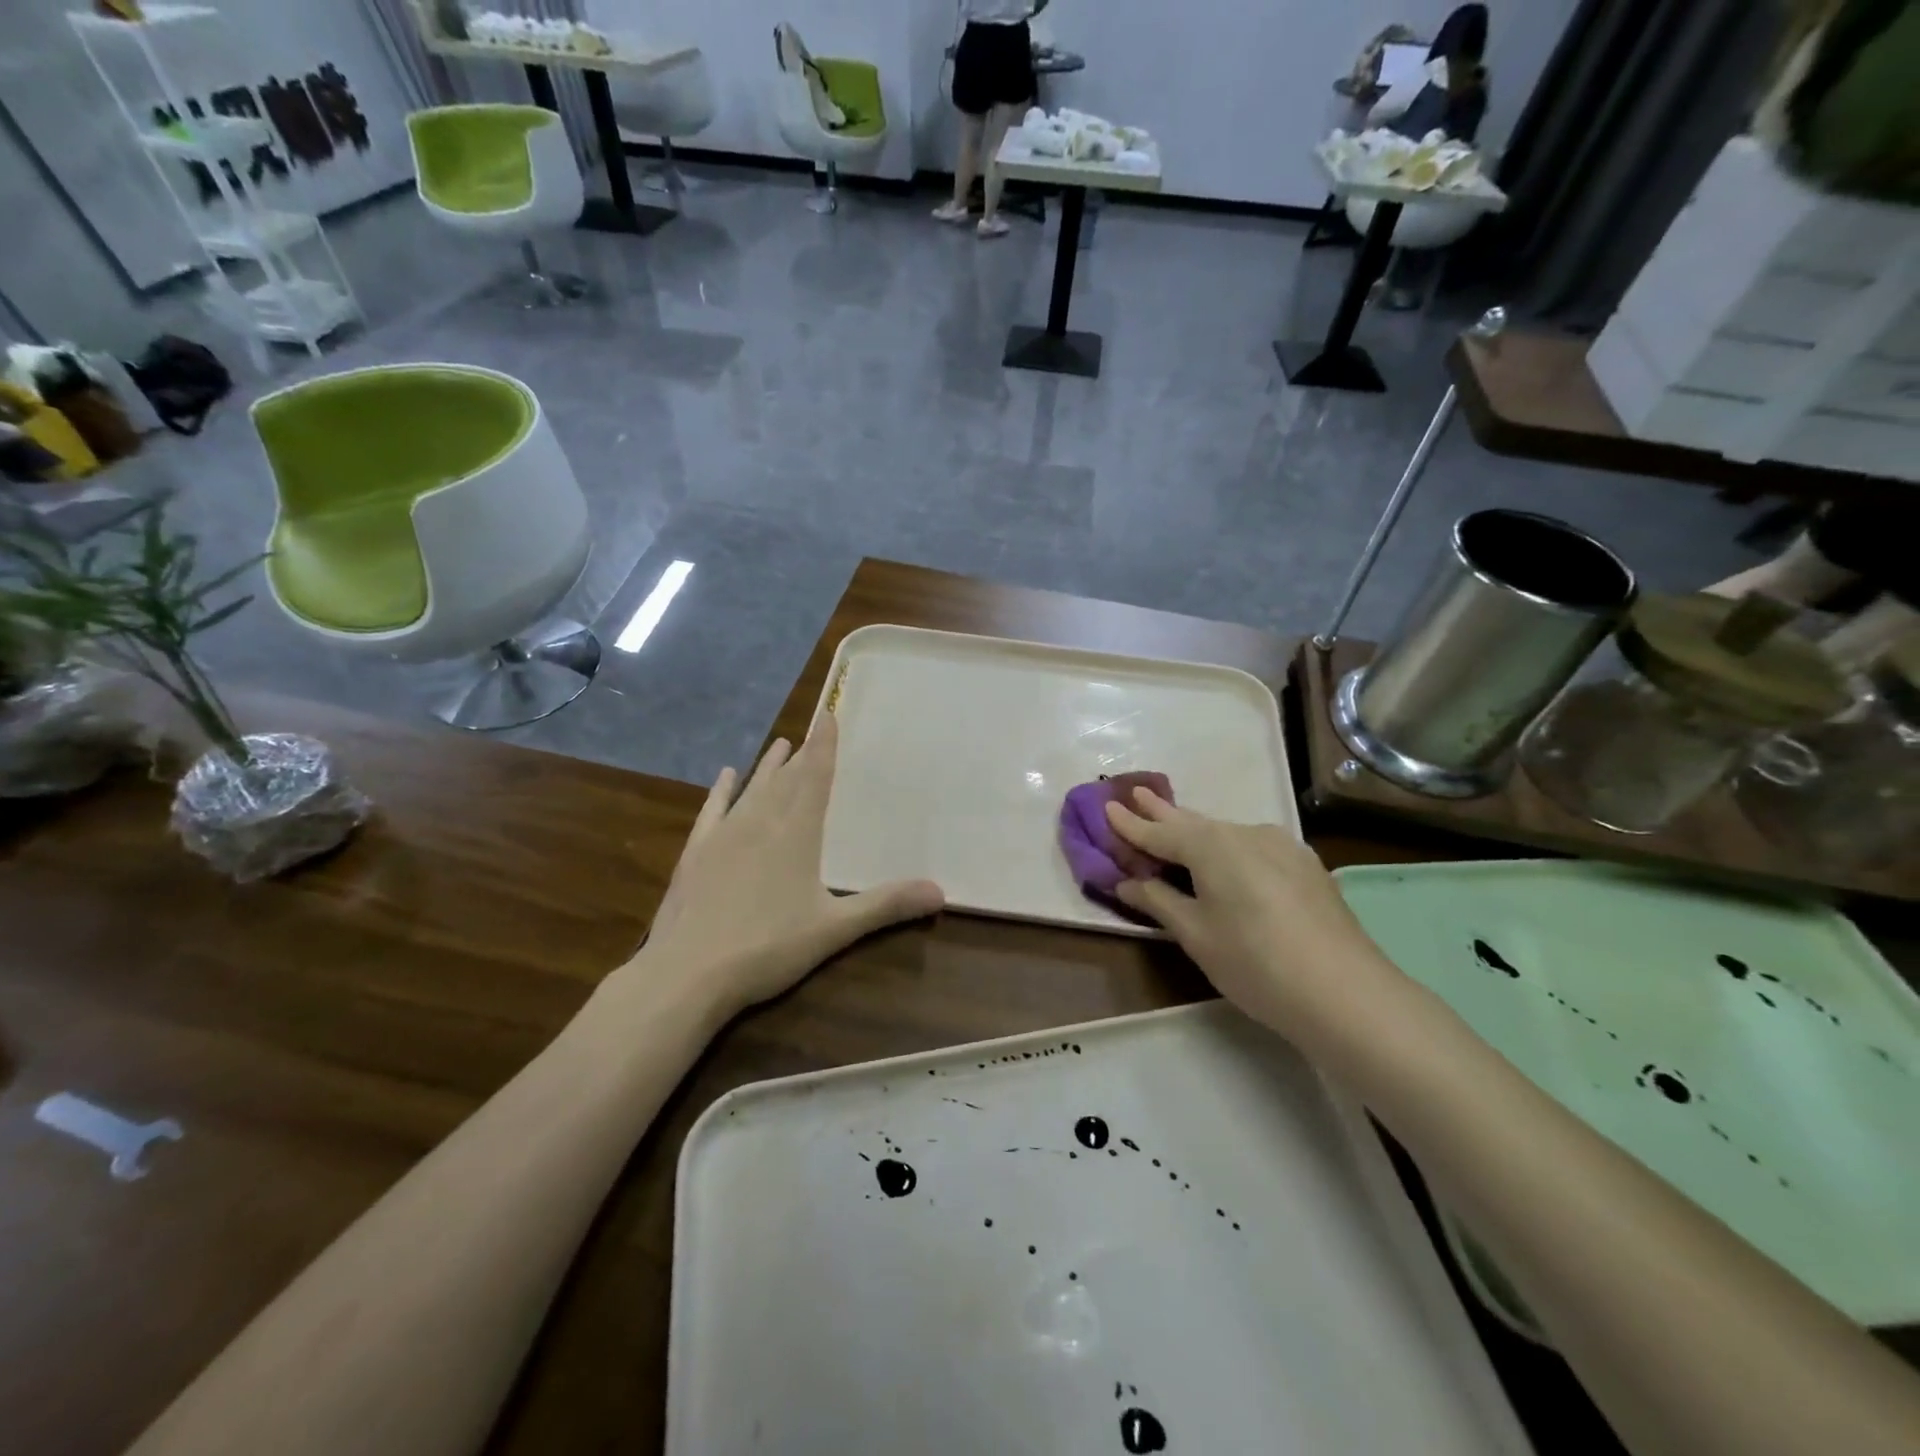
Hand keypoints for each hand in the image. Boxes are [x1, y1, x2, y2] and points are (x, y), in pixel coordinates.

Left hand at [629, 716, 944, 1018]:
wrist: (687, 973)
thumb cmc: (768, 947)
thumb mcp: (834, 929)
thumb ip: (885, 906)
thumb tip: (940, 892)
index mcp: (796, 833)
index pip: (815, 777)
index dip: (823, 746)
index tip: (827, 716)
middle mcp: (760, 822)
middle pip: (785, 779)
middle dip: (801, 755)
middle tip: (809, 733)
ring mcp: (723, 835)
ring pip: (752, 789)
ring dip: (767, 766)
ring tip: (779, 744)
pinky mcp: (696, 853)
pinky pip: (712, 810)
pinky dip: (721, 790)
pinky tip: (726, 775)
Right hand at [1104, 788, 1400, 1035]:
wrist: (1347, 993)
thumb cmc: (1255, 963)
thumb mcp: (1195, 934)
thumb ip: (1158, 901)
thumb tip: (1126, 881)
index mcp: (1211, 846)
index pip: (1159, 831)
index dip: (1130, 823)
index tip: (1106, 806)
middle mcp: (1245, 833)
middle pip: (1193, 822)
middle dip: (1162, 811)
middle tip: (1137, 794)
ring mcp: (1281, 846)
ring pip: (1225, 833)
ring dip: (1196, 831)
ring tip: (1175, 824)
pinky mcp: (1305, 865)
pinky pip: (1252, 846)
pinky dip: (1227, 847)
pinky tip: (1227, 858)